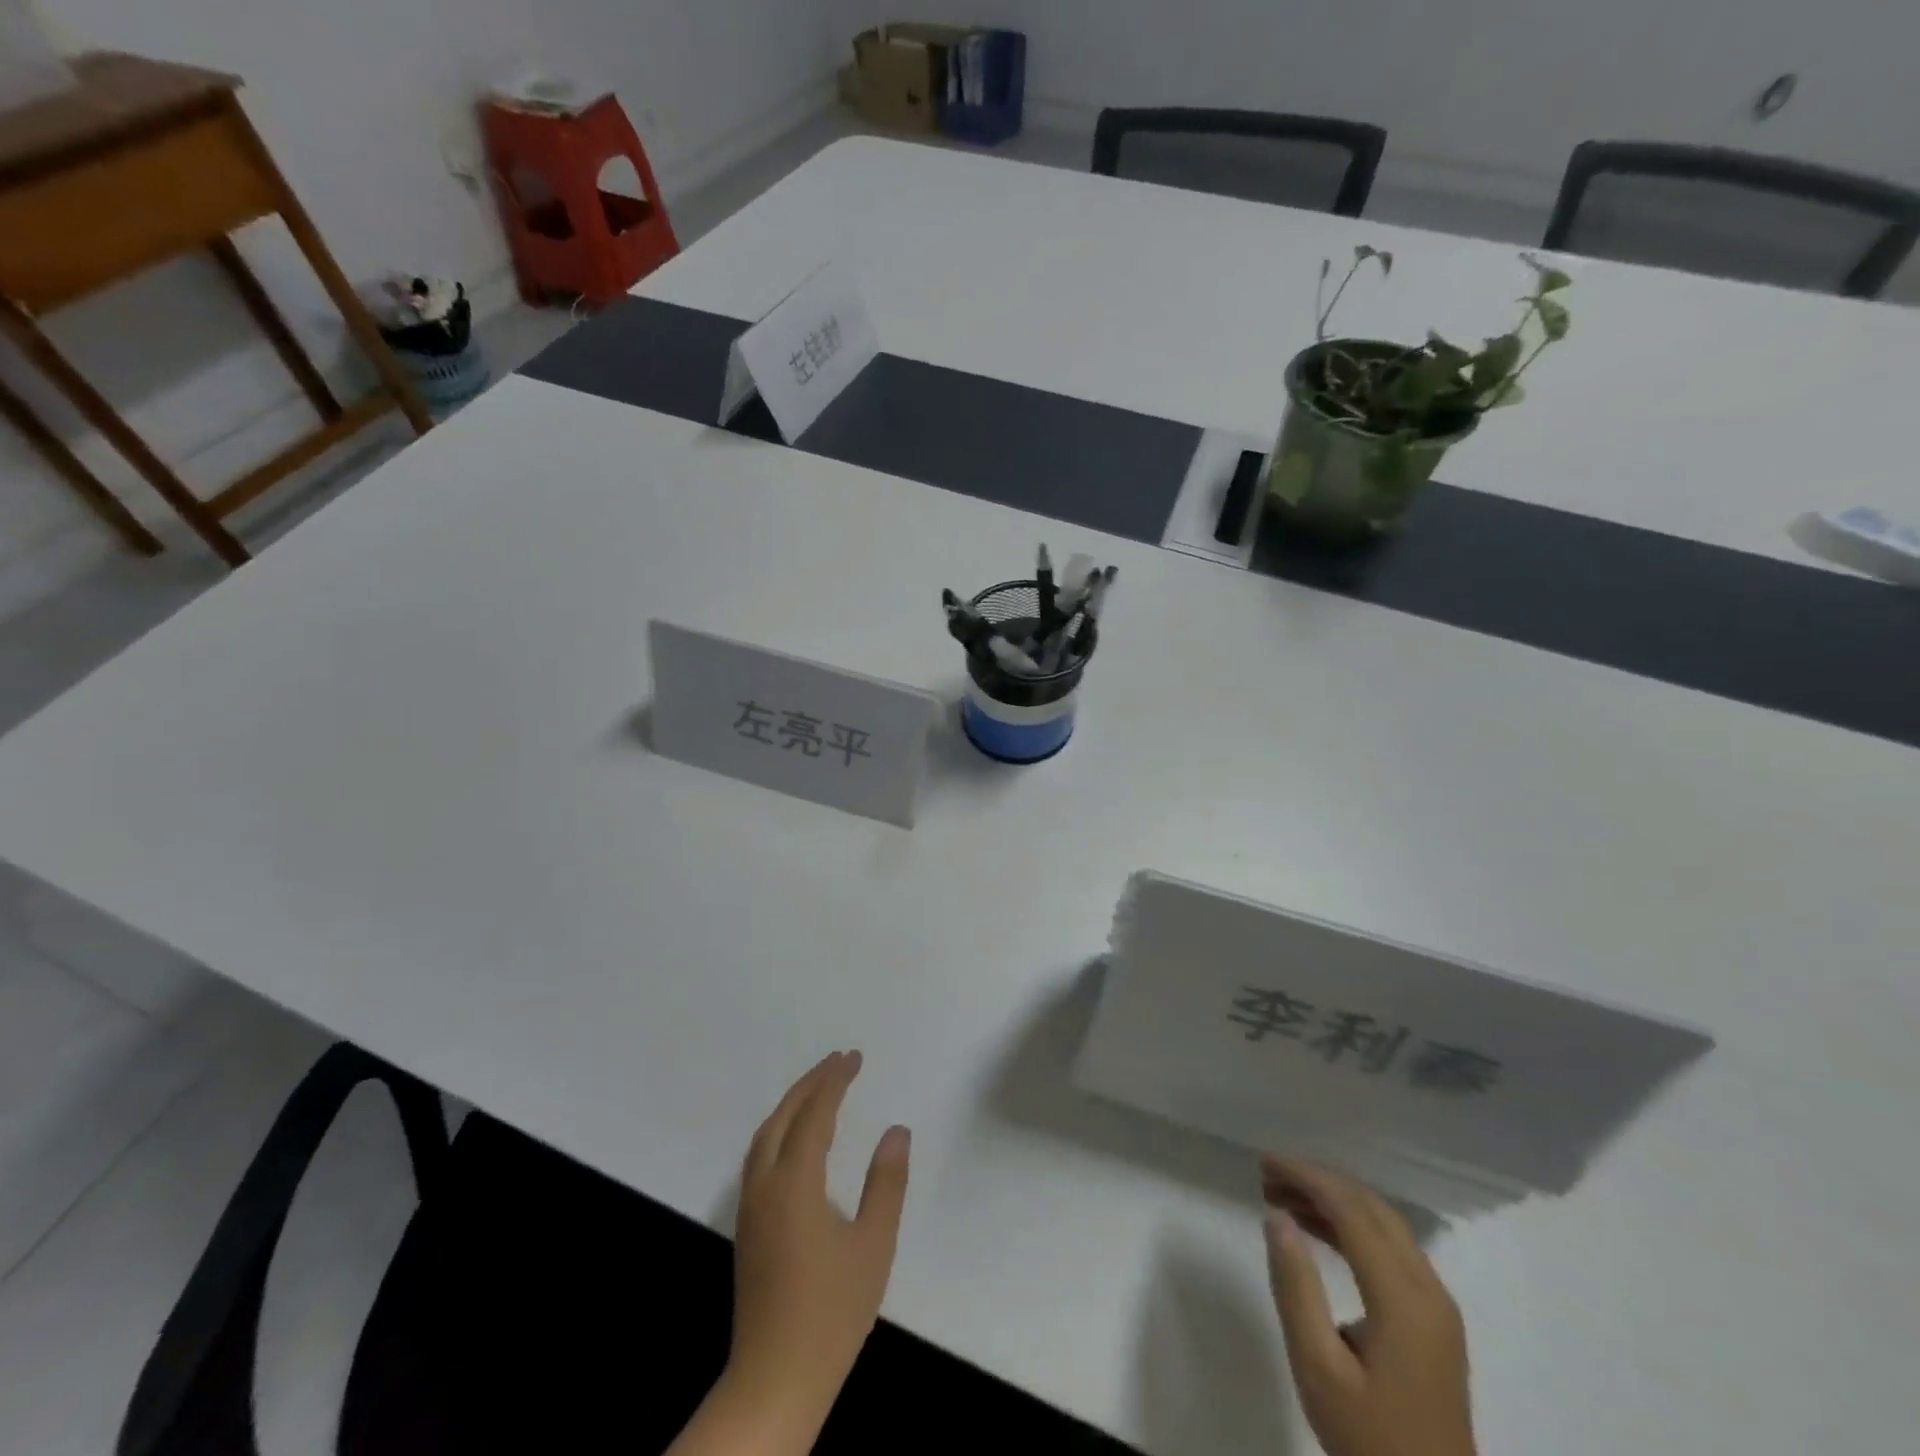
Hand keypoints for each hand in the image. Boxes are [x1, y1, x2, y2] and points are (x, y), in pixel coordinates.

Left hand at [724, 1050, 910, 1435]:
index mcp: (795, 1183)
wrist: (774, 1380)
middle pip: (783, 1116)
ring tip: (818, 1089)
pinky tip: (794, 1140)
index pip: (815, 1114)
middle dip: (810, 1083)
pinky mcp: (747, 1228)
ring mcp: (750, 1207)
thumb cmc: (831, 1312)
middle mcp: (765, 1185)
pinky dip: (779, 1130)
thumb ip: (886, 1183)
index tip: (854, 1057)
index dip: (835, 1081)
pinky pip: (759, 1156)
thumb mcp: (873, 1245)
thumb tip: (896, 1131)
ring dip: (790, 1104)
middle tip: (838, 1061)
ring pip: (764, 1136)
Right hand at [1260, 1157, 1475, 1455]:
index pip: (1352, 1210)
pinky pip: (1391, 1248)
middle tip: (1269, 1174)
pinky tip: (1318, 1230)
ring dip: (1335, 1200)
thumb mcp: (1317, 1367)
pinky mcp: (1434, 1318)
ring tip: (1283, 1196)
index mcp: (1402, 1298)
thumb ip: (1296, 1287)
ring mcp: (1436, 1304)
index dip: (1307, 1177)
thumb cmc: (1368, 1438)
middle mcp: (1427, 1289)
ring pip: (1384, 1224)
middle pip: (1372, 1208)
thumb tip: (1277, 1217)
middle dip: (1319, 1180)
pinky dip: (1352, 1226)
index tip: (1266, 1163)